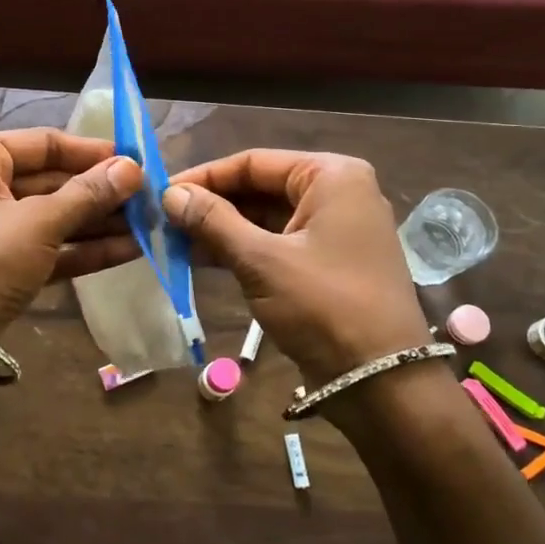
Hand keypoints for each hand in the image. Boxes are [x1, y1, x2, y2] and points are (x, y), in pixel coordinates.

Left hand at [0, 129, 143, 350]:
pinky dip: (85, 249)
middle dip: (101, 191)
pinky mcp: (5, 268)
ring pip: (55, 217)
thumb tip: (133, 168)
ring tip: (150, 223)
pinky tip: (131, 249)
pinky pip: (51, 249)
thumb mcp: (37, 223)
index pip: (43, 143)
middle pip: (52, 181)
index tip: (137, 160)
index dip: (92, 152)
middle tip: (150, 196)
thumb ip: (87, 195)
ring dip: (100, 222)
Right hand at [164, 151, 431, 387]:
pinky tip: (201, 258)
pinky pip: (277, 243)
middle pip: (261, 188)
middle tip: (163, 219)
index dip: (205, 177)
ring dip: (222, 229)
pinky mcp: (328, 262)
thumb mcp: (262, 260)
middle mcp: (338, 193)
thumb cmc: (324, 306)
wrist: (382, 382)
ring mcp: (336, 229)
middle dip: (211, 205)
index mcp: (332, 176)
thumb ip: (213, 221)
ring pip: (266, 217)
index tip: (162, 193)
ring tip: (173, 240)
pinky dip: (242, 249)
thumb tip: (169, 194)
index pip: (254, 162)